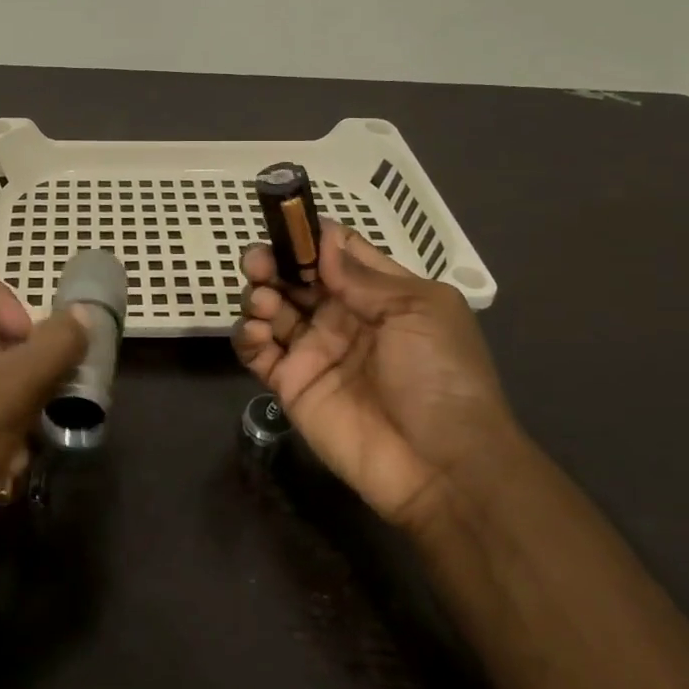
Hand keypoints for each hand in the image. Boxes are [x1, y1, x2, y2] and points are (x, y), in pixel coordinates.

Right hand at [235, 221, 516, 534]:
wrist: (442, 465)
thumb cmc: (441, 375)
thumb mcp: (420, 310)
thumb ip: (364, 276)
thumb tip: (323, 238)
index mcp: (377, 294)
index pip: (335, 253)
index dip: (310, 237)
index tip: (286, 223)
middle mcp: (340, 317)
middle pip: (294, 277)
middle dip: (273, 261)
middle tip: (258, 262)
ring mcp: (313, 351)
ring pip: (270, 308)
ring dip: (258, 294)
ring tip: (263, 301)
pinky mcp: (290, 384)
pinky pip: (256, 352)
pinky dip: (246, 336)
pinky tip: (256, 332)